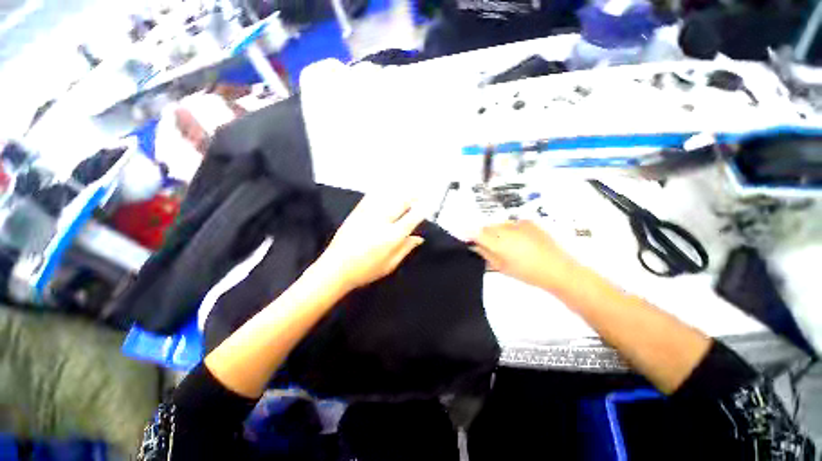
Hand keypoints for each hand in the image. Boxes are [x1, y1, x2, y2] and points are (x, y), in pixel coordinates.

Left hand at [313, 194, 424, 292]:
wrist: (335, 269)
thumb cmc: (365, 271)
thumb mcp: (389, 265)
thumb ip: (405, 249)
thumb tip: (419, 238)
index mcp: (391, 237)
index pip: (412, 218)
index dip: (422, 209)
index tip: (429, 203)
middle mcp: (381, 222)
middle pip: (401, 202)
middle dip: (413, 195)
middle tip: (420, 193)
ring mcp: (367, 215)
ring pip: (387, 196)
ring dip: (400, 190)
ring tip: (408, 188)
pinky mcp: (356, 212)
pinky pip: (372, 197)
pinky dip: (382, 191)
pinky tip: (387, 188)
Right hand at [471, 220, 577, 290]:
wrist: (558, 269)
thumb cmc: (527, 273)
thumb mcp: (501, 267)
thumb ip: (485, 253)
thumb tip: (474, 245)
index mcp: (499, 242)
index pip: (476, 233)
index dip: (467, 233)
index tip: (462, 236)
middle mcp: (506, 228)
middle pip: (486, 227)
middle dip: (483, 234)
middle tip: (484, 245)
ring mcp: (518, 223)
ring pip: (498, 224)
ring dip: (495, 231)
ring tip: (504, 244)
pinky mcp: (528, 221)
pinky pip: (511, 223)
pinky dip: (508, 230)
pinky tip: (517, 240)